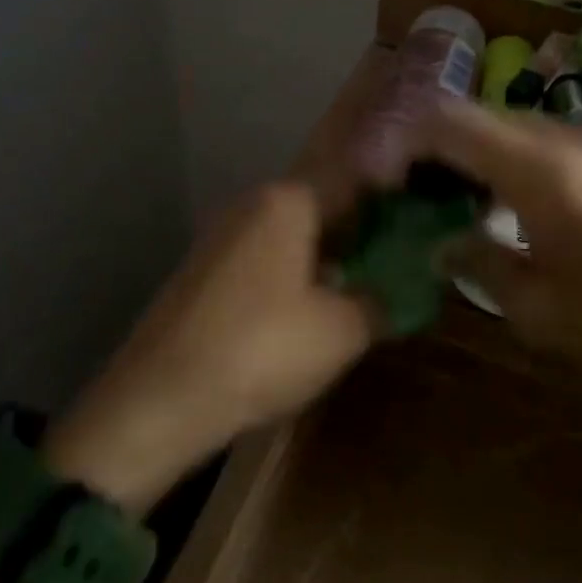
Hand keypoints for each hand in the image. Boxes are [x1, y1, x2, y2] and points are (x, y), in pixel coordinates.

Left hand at [43, 182, 379, 513]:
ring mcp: (221, 235)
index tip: (421, 229)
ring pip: (292, 235)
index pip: (354, 183)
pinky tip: (308, 310)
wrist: (160, 399)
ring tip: (360, 291)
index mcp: (287, 201)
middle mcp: (251, 204)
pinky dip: (293, 274)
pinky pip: (263, 258)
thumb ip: (381, 301)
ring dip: (327, 258)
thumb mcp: (341, 331)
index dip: (392, 205)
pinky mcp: (203, 269)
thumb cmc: (261, 350)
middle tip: (398, 267)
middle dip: (361, 236)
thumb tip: (404, 288)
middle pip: (321, 208)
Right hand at [416, 99, 581, 410]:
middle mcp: (563, 136)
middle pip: (473, 114)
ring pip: (505, 123)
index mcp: (538, 169)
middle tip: (404, 191)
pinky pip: (537, 137)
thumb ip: (476, 263)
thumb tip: (438, 243)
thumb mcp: (539, 310)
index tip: (380, 180)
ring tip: (443, 196)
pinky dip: (502, 155)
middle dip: (430, 144)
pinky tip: (498, 197)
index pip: (447, 122)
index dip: (402, 141)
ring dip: (467, 149)